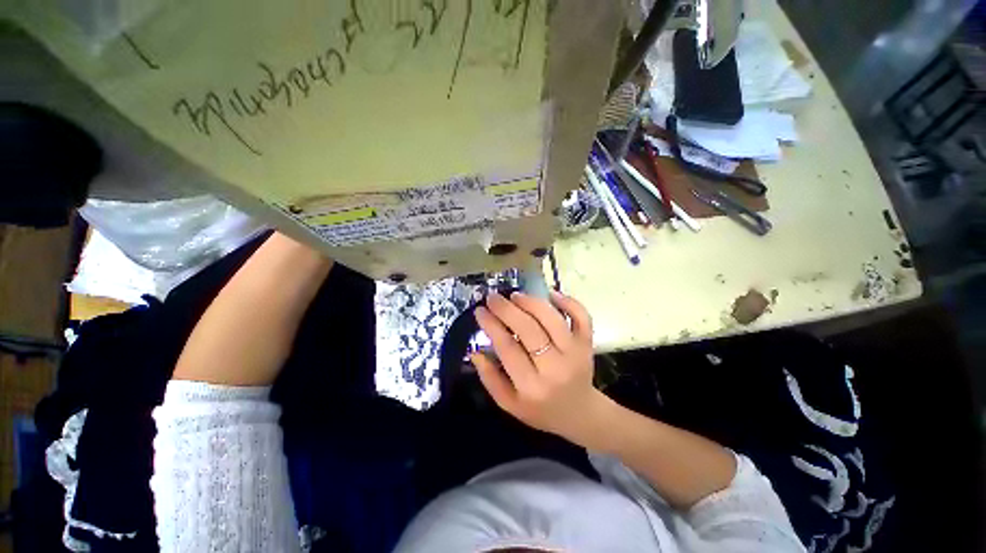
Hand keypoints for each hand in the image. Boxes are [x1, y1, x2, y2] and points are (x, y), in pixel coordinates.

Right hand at [472, 290, 614, 447]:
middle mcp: (555, 368)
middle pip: (529, 330)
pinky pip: (582, 318)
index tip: (480, 310)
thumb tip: (475, 351)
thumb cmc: (540, 409)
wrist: (579, 414)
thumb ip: (490, 378)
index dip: (492, 325)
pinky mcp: (587, 344)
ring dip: (532, 303)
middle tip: (493, 298)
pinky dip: (569, 302)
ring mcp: (575, 354)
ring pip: (553, 320)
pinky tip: (551, 293)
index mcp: (531, 387)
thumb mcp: (509, 404)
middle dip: (507, 309)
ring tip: (515, 296)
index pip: (508, 348)